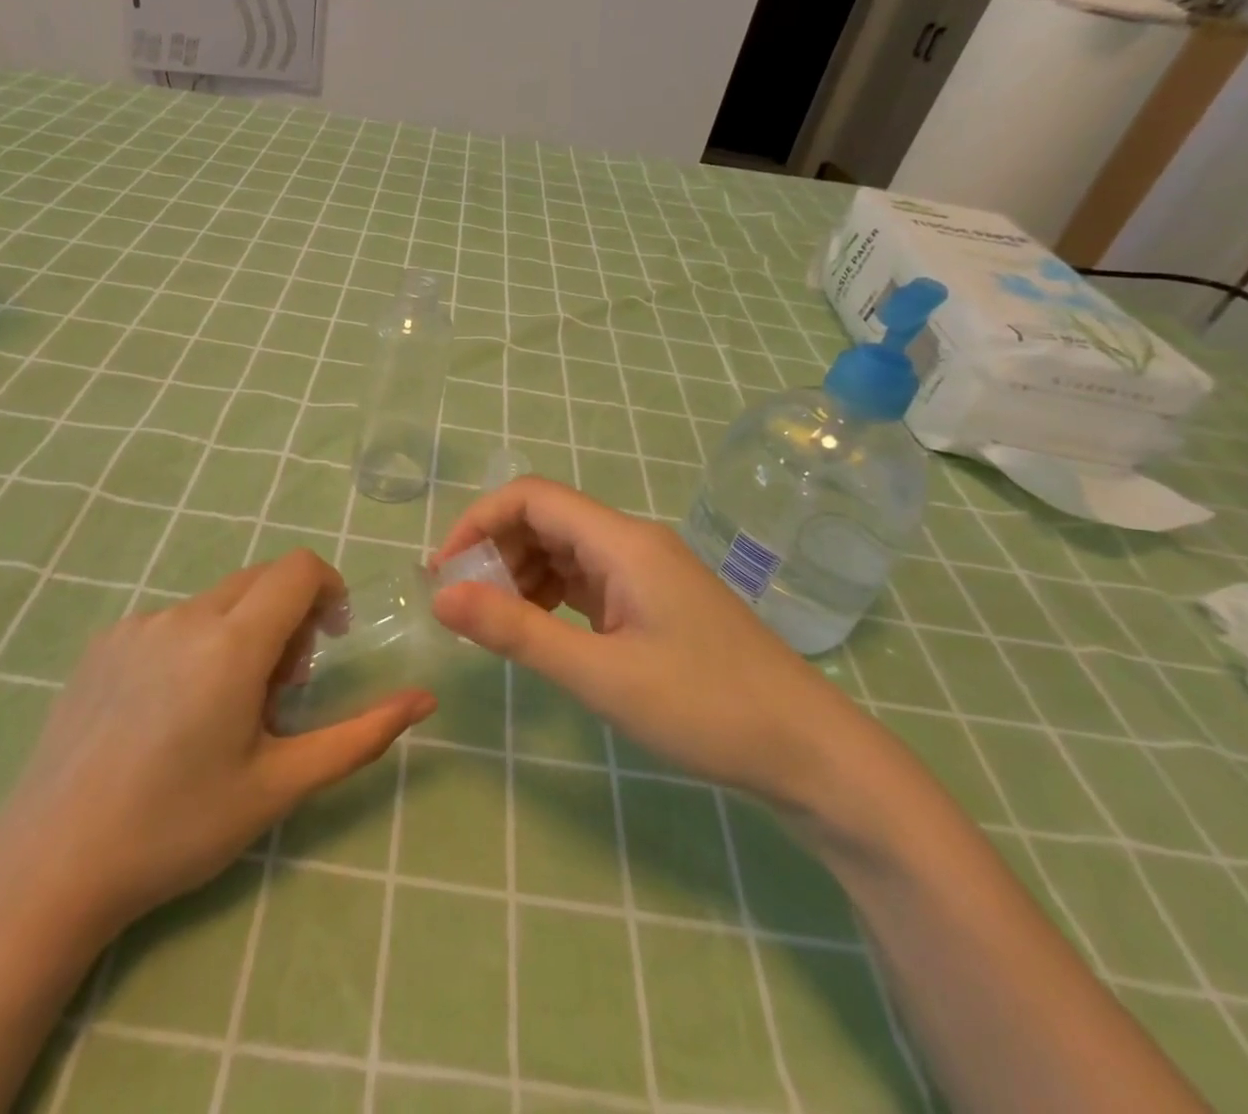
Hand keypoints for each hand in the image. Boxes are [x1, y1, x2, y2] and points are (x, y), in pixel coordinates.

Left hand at [0, 550, 435, 936]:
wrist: (49, 867)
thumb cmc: (178, 828)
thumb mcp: (280, 785)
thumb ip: (360, 735)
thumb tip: (424, 700)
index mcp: (231, 644)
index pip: (299, 569)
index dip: (329, 590)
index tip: (330, 642)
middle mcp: (184, 616)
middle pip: (261, 580)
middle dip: (289, 617)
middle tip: (279, 692)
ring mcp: (137, 625)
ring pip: (217, 602)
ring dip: (242, 633)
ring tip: (222, 711)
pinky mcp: (104, 642)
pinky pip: (173, 621)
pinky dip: (197, 644)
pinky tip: (170, 713)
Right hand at [431, 479, 858, 805]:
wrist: (807, 751)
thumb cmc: (705, 708)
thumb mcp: (600, 674)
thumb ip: (517, 632)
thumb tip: (440, 597)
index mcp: (622, 542)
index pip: (531, 497)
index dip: (479, 521)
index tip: (444, 571)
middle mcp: (632, 542)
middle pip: (545, 519)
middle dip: (496, 551)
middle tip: (463, 605)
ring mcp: (646, 571)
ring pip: (564, 550)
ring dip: (521, 575)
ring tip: (494, 623)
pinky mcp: (653, 600)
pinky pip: (587, 579)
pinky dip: (551, 595)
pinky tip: (540, 630)